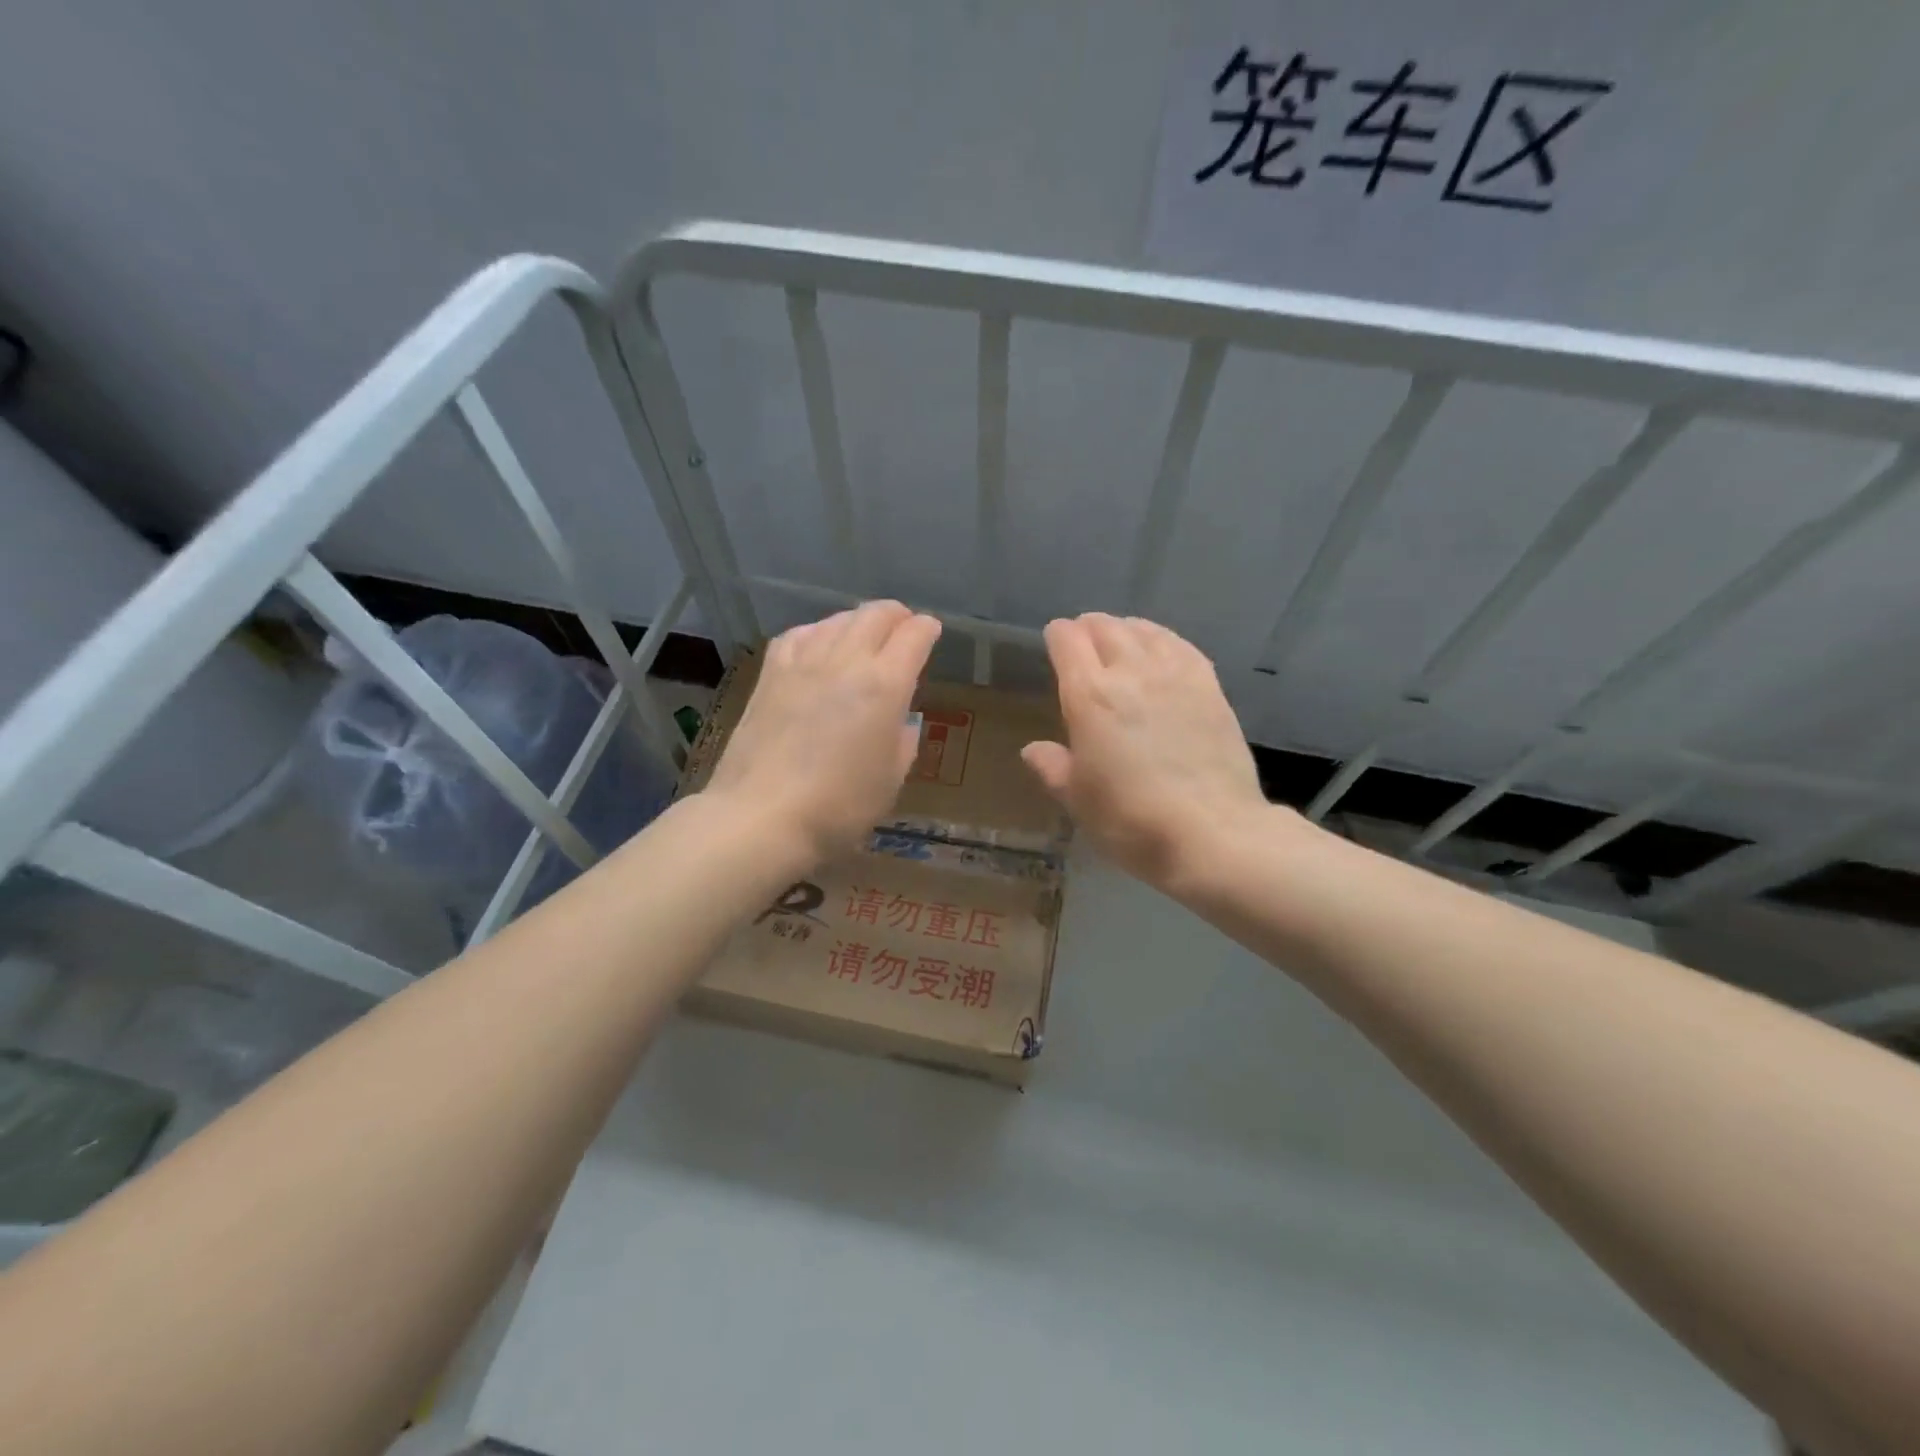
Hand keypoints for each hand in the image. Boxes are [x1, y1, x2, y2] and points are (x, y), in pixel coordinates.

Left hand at [705, 601, 941, 862]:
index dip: (926, 629)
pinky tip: (817, 643)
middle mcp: (847, 662)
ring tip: (863, 633)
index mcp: (886, 685)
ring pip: (837, 620)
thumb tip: (900, 721)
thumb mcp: (890, 780)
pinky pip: (798, 635)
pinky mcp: (770, 675)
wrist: (762, 816)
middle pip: (876, 616)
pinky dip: (817, 632)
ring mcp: (803, 663)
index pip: (913, 636)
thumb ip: (902, 742)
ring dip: (858, 621)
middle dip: (896, 615)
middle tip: (903, 627)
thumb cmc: (839, 807)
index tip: (931, 631)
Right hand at [1023, 614, 1270, 889]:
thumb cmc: (1130, 819)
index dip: (1057, 636)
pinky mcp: (1210, 687)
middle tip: (1083, 640)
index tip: (1054, 642)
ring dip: (1125, 630)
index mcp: (1089, 696)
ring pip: (1145, 631)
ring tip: (1120, 638)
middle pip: (1105, 628)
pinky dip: (1163, 640)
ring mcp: (1175, 676)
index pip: (1067, 642)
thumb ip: (1053, 767)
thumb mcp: (1078, 799)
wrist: (1211, 832)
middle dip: (1088, 628)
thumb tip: (1033, 750)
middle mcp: (1130, 672)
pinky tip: (1162, 650)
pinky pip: (1181, 646)